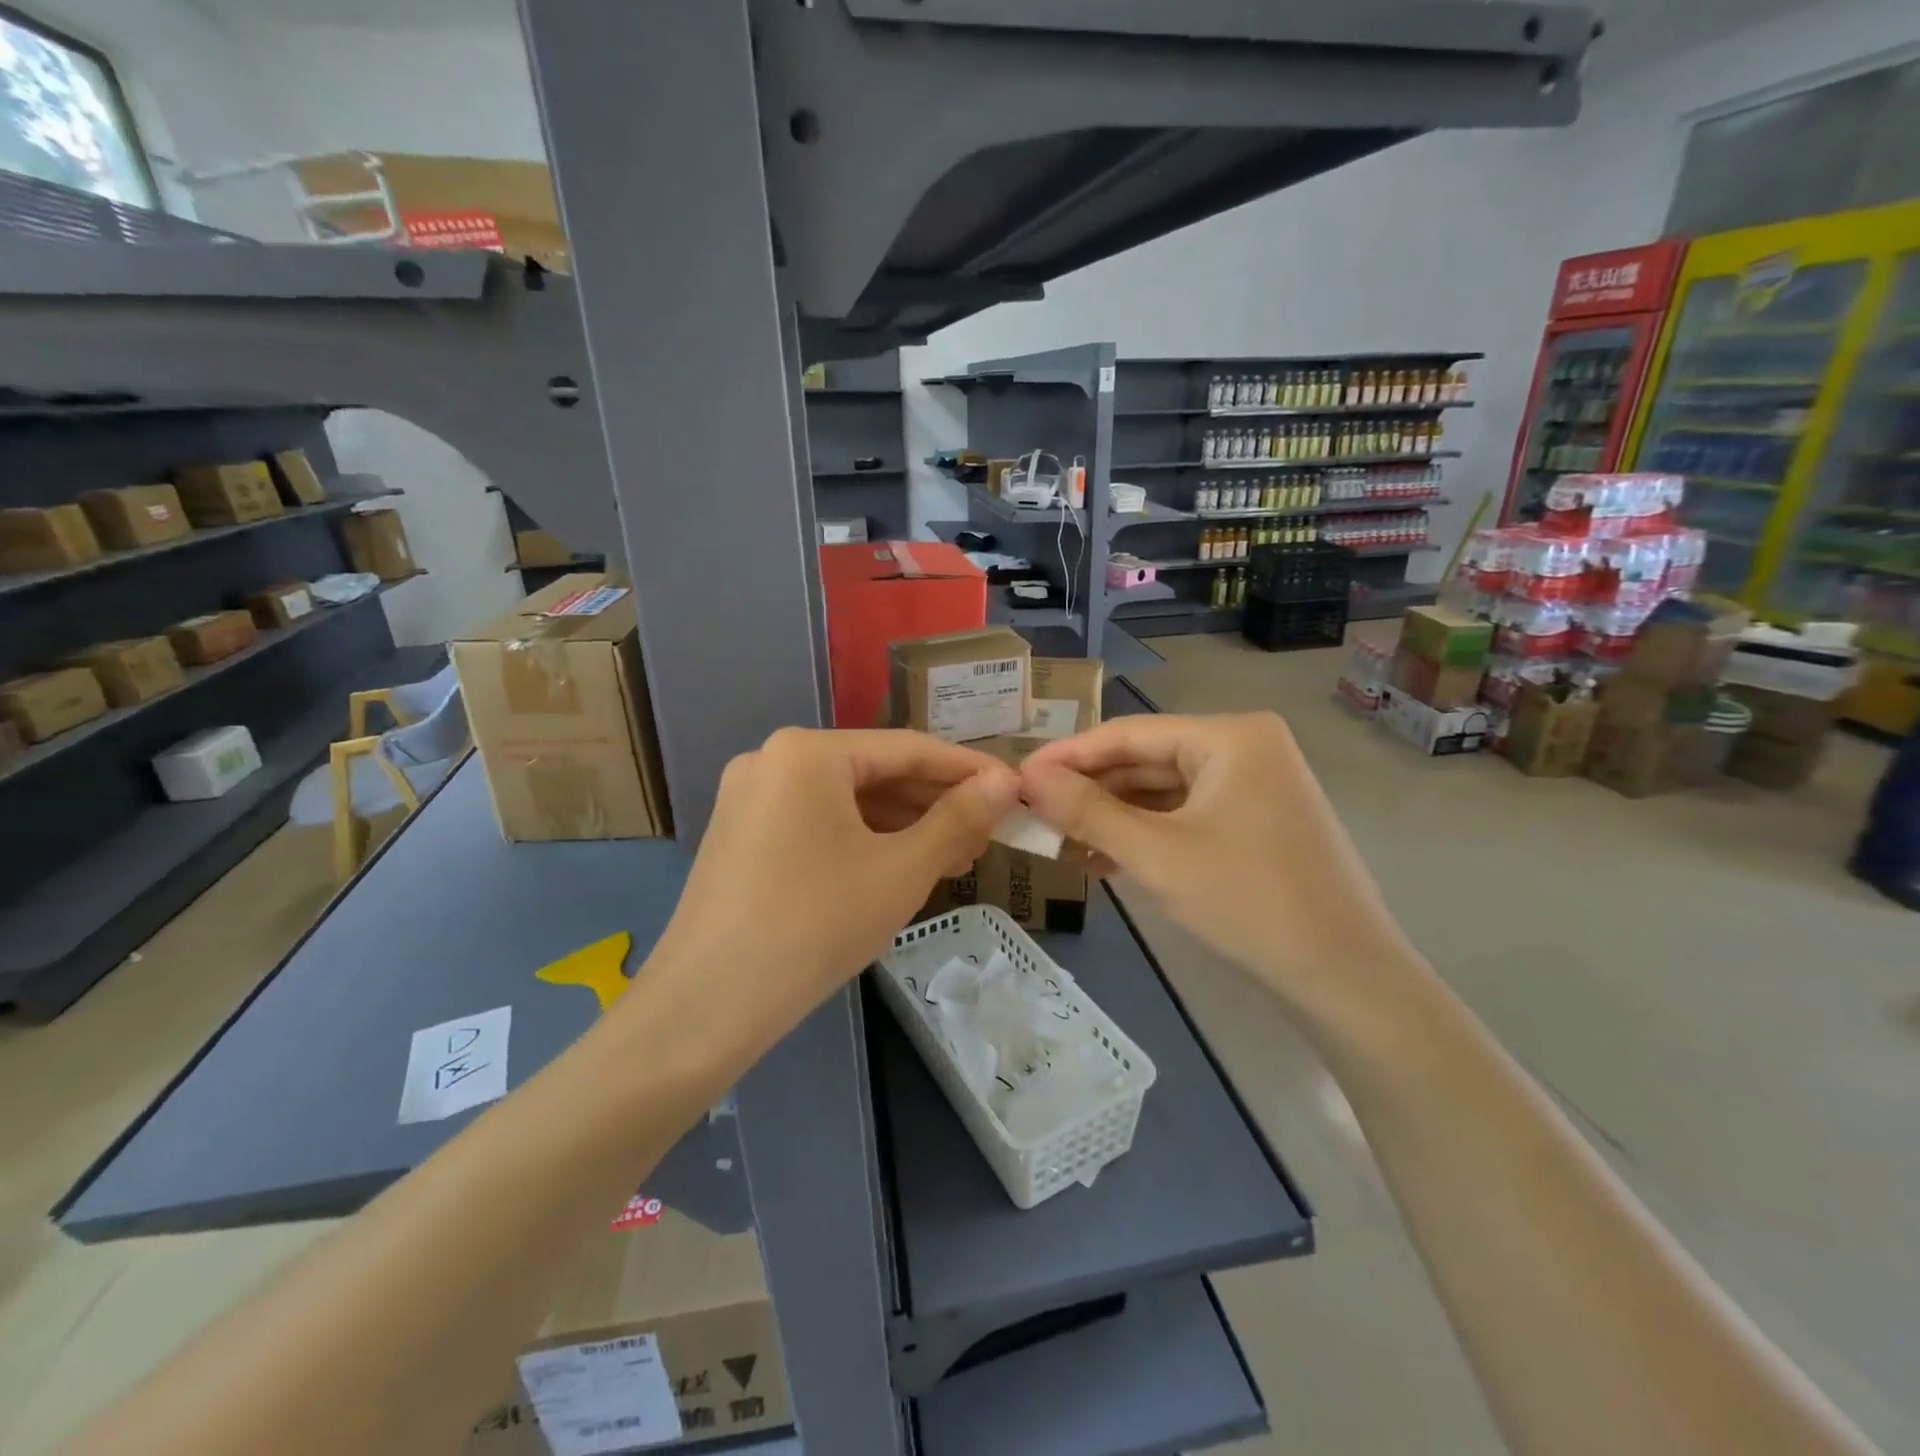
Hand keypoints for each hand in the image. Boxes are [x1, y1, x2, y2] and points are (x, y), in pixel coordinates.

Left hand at [644, 728, 1019, 1042]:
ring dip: (902, 825)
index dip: (967, 771)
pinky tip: (899, 866)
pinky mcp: (741, 835)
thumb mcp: (900, 871)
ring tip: (954, 856)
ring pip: (846, 801)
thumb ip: (958, 820)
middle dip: (934, 804)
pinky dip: (862, 840)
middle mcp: (773, 760)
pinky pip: (817, 823)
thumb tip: (1005, 783)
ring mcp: (750, 798)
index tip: (1015, 791)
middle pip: (874, 772)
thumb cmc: (814, 926)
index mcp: (808, 752)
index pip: (907, 749)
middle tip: (987, 834)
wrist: (705, 1007)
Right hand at [1020, 713, 1425, 1026]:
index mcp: (1230, 736)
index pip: (1129, 733)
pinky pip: (1185, 817)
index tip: (1017, 776)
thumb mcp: (1157, 855)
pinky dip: (1145, 835)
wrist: (1347, 979)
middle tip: (1033, 815)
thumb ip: (1087, 812)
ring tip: (1059, 843)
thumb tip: (1028, 776)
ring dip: (1113, 818)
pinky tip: (1102, 858)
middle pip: (1146, 761)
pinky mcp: (1255, 823)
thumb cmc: (1249, 902)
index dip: (1068, 756)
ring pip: (1163, 793)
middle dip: (1090, 792)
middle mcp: (1245, 748)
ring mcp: (1254, 787)